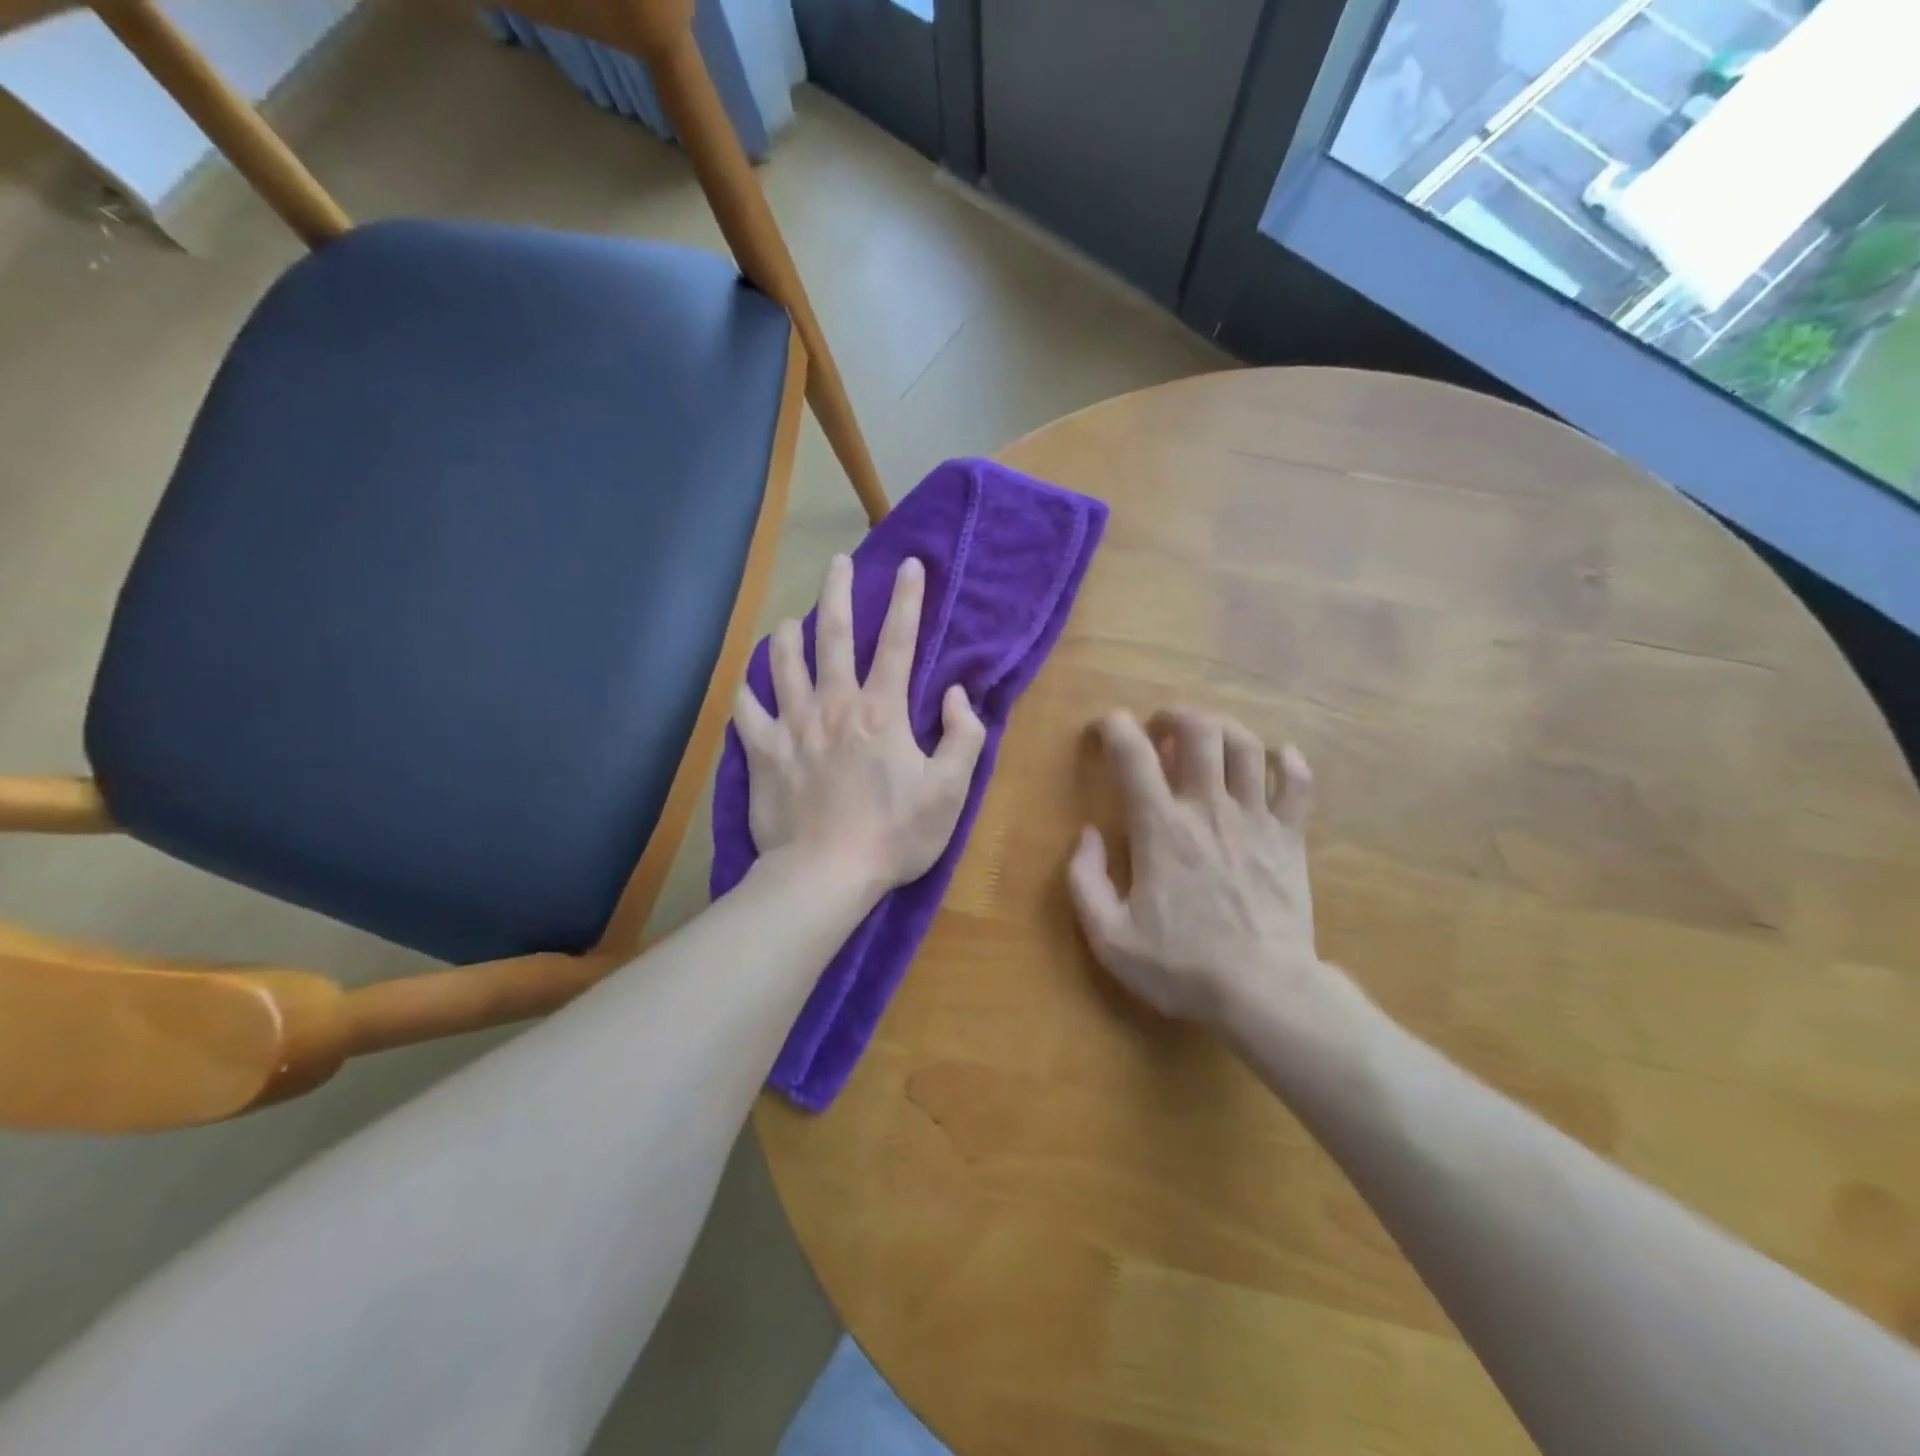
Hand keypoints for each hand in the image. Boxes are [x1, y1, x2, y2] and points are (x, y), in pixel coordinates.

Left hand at [733, 553, 986, 898]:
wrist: (825, 875)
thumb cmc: (894, 836)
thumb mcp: (950, 791)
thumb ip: (963, 737)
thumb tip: (957, 694)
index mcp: (881, 711)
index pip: (899, 642)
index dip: (909, 600)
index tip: (911, 565)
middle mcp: (833, 704)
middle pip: (833, 634)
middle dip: (838, 592)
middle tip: (837, 563)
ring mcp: (792, 726)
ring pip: (782, 662)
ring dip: (786, 635)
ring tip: (789, 622)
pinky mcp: (762, 752)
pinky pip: (745, 710)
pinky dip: (746, 692)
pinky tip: (748, 684)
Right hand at [1067, 707, 1328, 1025]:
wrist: (1264, 992)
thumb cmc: (1182, 966)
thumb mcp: (1109, 937)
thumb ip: (1085, 881)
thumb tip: (1087, 836)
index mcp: (1160, 828)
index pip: (1132, 754)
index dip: (1114, 727)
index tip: (1106, 728)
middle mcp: (1208, 809)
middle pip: (1199, 731)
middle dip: (1175, 716)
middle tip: (1161, 730)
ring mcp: (1255, 820)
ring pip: (1246, 746)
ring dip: (1224, 729)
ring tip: (1209, 739)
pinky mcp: (1289, 839)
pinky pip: (1297, 785)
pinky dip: (1289, 763)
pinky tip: (1279, 759)